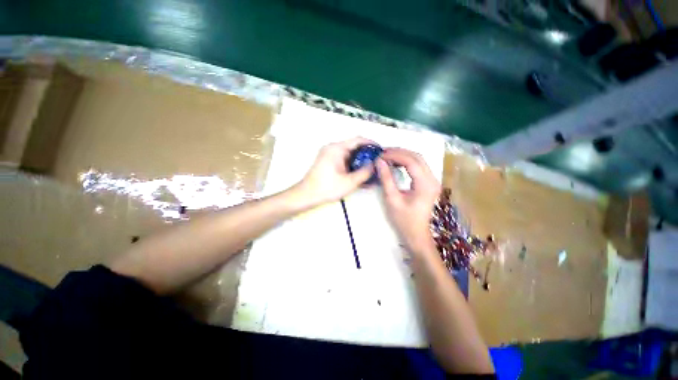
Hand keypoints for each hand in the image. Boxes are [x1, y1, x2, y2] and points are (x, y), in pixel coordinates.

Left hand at [295, 137, 374, 206]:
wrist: (306, 195)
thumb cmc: (327, 188)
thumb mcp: (350, 182)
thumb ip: (365, 172)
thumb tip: (375, 165)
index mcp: (336, 148)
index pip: (358, 140)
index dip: (371, 144)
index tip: (380, 151)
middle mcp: (332, 148)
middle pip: (353, 146)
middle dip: (366, 154)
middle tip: (377, 163)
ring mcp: (329, 154)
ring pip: (349, 154)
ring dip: (359, 160)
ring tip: (370, 169)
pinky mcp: (327, 161)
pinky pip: (343, 159)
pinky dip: (352, 164)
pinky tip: (359, 173)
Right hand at [376, 148, 440, 253]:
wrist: (417, 234)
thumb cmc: (404, 220)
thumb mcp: (392, 199)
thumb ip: (386, 179)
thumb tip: (379, 161)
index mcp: (425, 184)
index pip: (411, 161)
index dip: (395, 155)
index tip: (381, 155)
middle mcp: (433, 179)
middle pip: (417, 157)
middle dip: (399, 152)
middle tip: (383, 153)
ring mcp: (433, 180)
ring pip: (419, 160)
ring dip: (403, 155)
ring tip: (387, 156)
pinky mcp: (429, 183)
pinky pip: (419, 166)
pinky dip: (407, 161)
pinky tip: (396, 163)